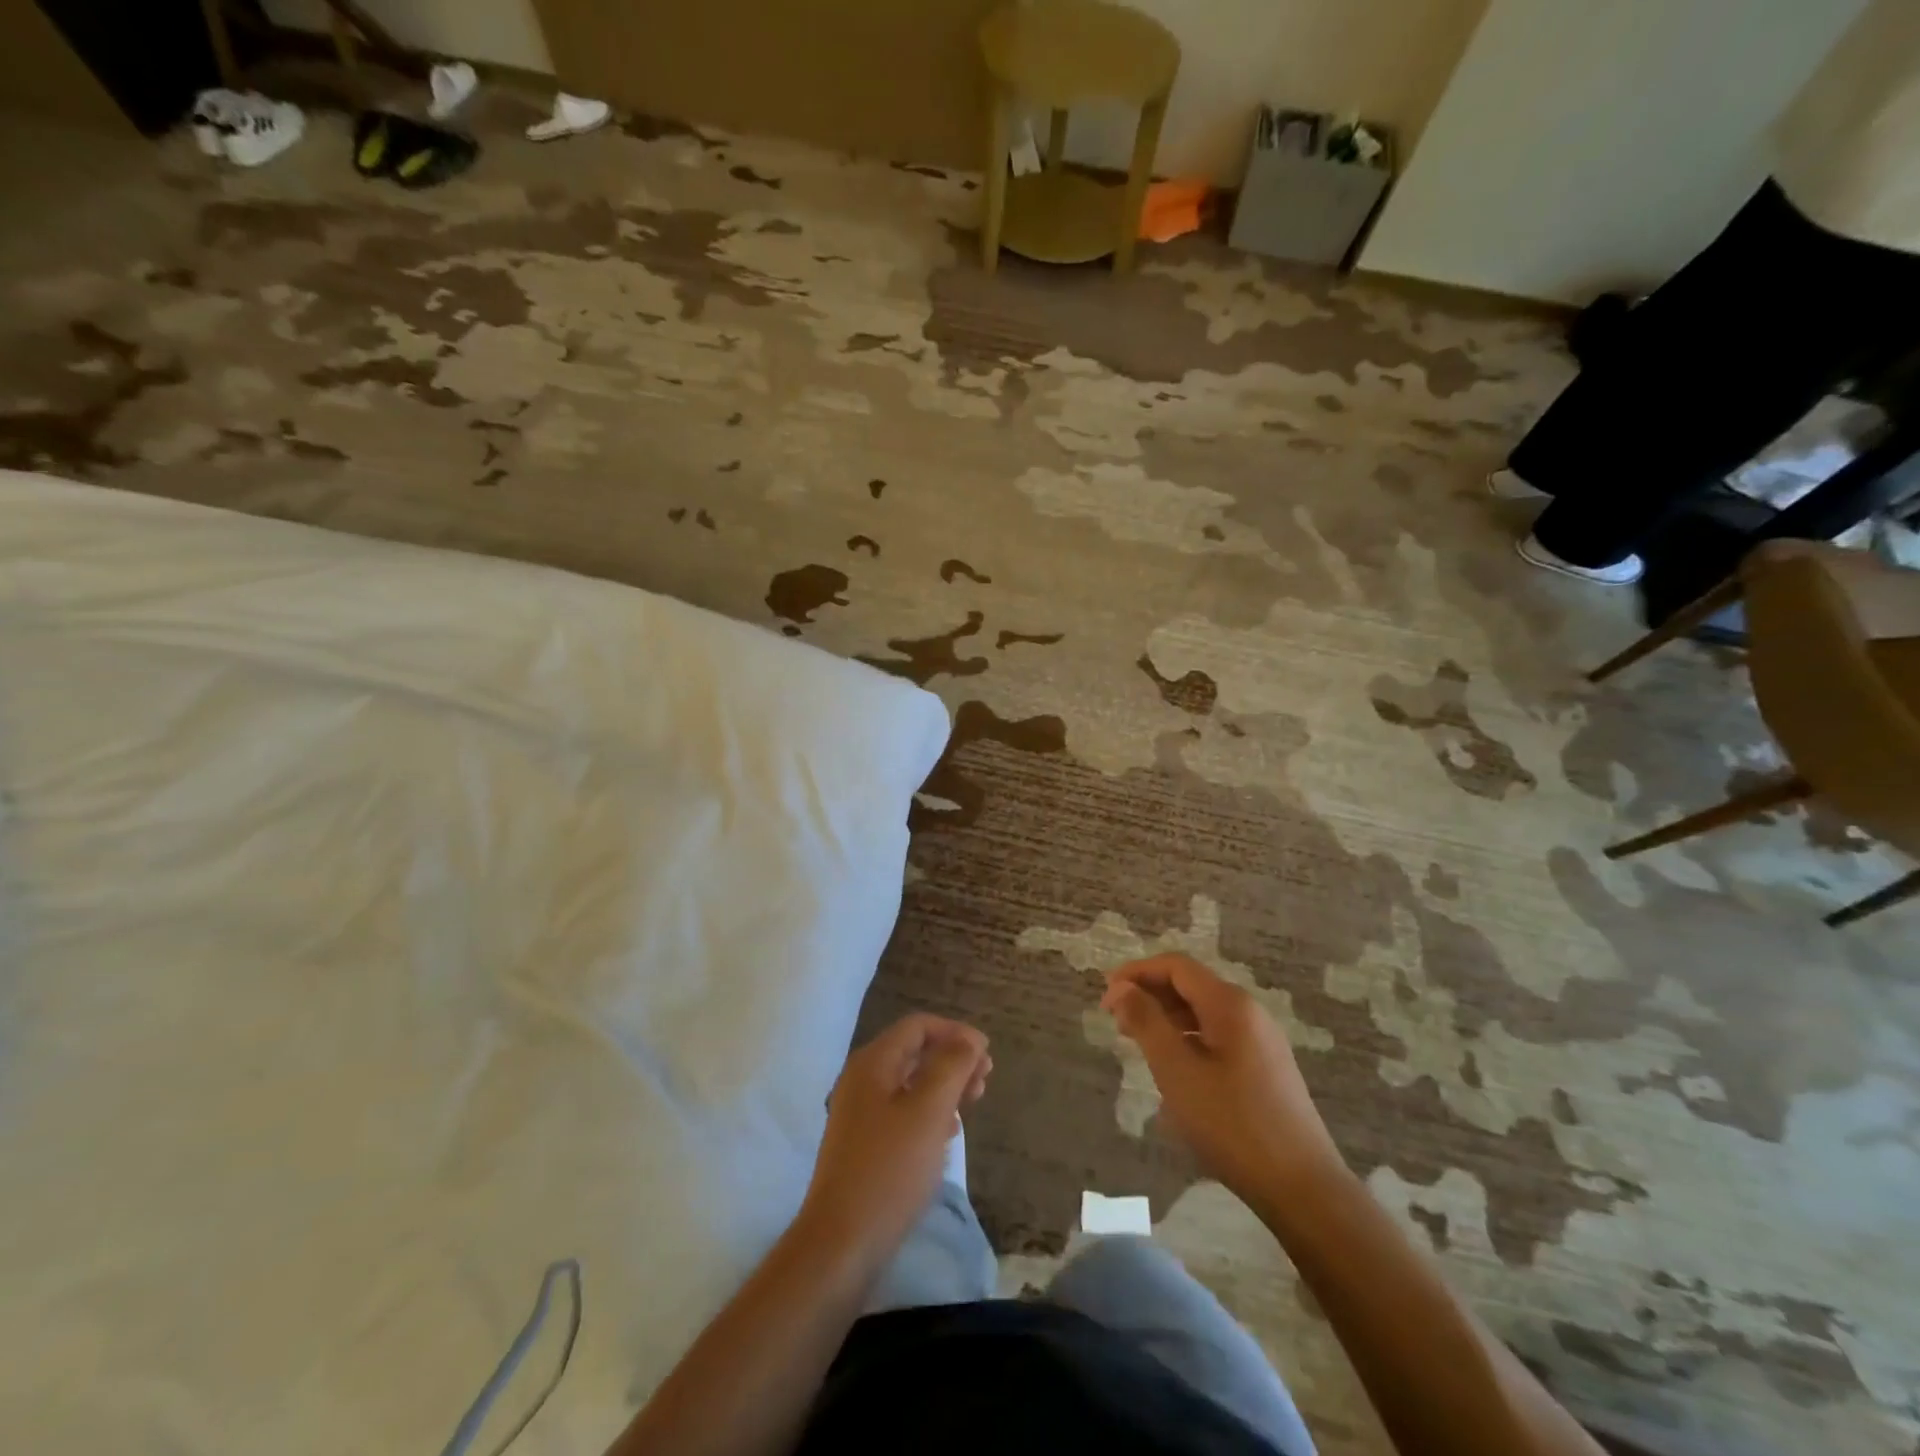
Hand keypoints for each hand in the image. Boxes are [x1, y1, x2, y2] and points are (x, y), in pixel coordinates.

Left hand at [797, 1014, 990, 1266]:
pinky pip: (902, 1111)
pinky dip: (929, 1112)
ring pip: (910, 1083)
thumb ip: (951, 1066)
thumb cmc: (890, 1169)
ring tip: (973, 1103)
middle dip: (953, 1059)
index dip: (955, 1032)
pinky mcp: (863, 1144)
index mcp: (873, 1063)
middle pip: (914, 1052)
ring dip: (944, 1086)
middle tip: (985, 1080)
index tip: (987, 1054)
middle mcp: (862, 1080)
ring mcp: (859, 1113)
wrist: (841, 1243)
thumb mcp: (929, 1111)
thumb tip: (969, 1038)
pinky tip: (947, 1134)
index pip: (918, 1026)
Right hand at [1102, 953, 1344, 1207]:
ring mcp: (1262, 1040)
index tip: (1106, 997)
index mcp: (1230, 1004)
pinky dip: (1188, 1039)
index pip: (1176, 966)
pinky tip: (1173, 1068)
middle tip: (1116, 1020)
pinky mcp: (1266, 1068)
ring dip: (1167, 1018)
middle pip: (1191, 985)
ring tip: (1137, 1042)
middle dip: (1150, 994)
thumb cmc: (1232, 1124)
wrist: (1302, 1188)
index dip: (1136, 973)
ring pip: (1204, 1012)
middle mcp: (1249, 1012)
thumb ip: (1146, 1022)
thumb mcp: (1177, 1071)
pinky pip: (1218, 1036)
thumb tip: (1121, 988)